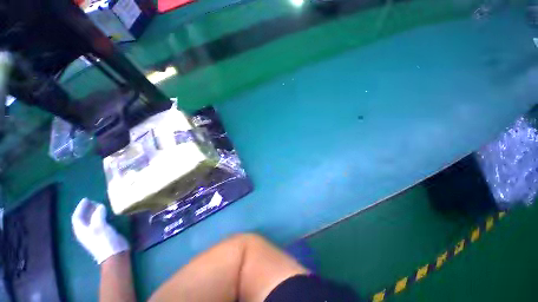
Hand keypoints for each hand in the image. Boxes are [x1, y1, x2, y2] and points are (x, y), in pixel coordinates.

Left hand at [71, 198, 129, 263]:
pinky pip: (98, 222)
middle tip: (93, 201)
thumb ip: (98, 215)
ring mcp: (94, 234)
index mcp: (81, 230)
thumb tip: (99, 206)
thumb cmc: (104, 240)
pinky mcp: (102, 234)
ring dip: (93, 212)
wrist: (114, 254)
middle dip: (86, 209)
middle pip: (83, 218)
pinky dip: (100, 216)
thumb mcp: (100, 227)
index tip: (86, 199)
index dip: (80, 208)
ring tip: (100, 205)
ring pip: (90, 220)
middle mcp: (85, 231)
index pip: (77, 217)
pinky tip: (106, 214)